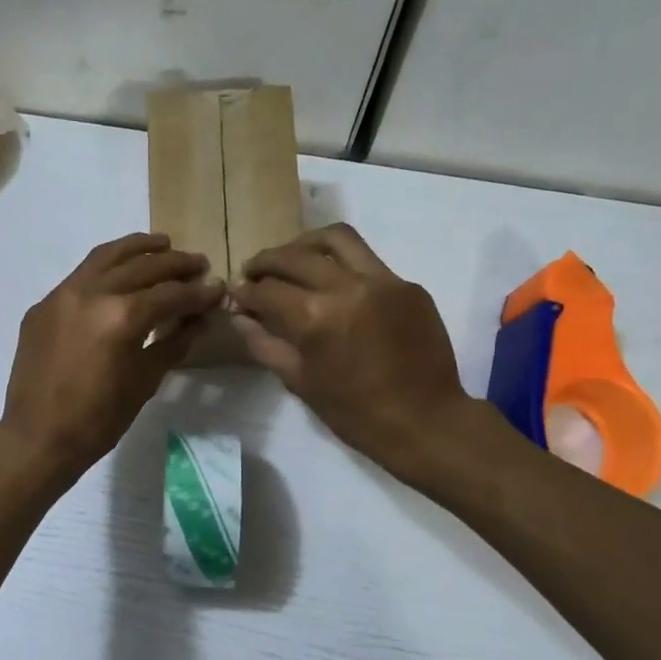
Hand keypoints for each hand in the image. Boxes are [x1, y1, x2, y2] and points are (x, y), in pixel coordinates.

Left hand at [0, 233, 223, 482]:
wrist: (36, 437)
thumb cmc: (97, 421)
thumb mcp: (144, 383)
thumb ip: (173, 344)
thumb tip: (199, 320)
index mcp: (121, 317)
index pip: (170, 294)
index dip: (199, 292)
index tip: (218, 288)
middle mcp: (91, 294)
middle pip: (141, 267)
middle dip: (175, 264)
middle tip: (198, 264)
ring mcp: (61, 295)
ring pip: (106, 258)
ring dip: (138, 249)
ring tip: (163, 245)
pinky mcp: (42, 306)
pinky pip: (80, 276)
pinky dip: (105, 267)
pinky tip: (119, 273)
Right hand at [232, 224, 471, 475]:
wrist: (424, 421)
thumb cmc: (354, 412)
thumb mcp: (299, 382)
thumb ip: (264, 344)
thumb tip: (239, 317)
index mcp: (315, 317)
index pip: (267, 290)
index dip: (245, 291)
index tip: (236, 294)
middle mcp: (346, 287)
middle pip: (295, 256)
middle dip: (266, 261)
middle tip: (253, 272)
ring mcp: (382, 280)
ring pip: (337, 238)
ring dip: (305, 244)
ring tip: (293, 258)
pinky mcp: (407, 285)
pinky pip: (368, 261)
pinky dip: (342, 265)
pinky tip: (335, 285)